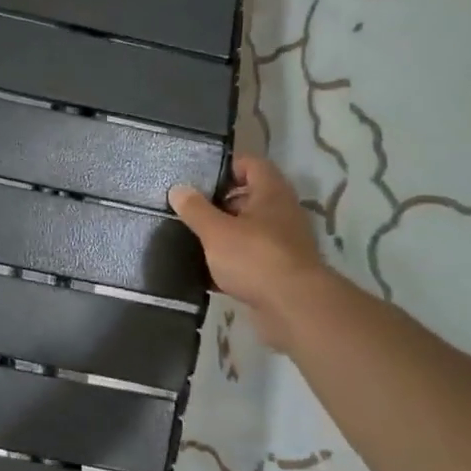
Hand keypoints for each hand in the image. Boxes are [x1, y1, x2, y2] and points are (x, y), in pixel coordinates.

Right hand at [168, 156, 328, 349]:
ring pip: (248, 230)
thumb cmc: (254, 257)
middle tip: (189, 209)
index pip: (251, 164)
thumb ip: (195, 210)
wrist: (293, 306)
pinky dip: (230, 262)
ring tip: (192, 239)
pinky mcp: (278, 270)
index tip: (199, 177)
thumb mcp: (216, 231)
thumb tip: (178, 189)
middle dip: (220, 203)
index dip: (227, 166)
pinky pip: (249, 258)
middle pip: (249, 198)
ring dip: (223, 234)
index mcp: (271, 193)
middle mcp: (281, 213)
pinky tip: (205, 271)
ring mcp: (283, 243)